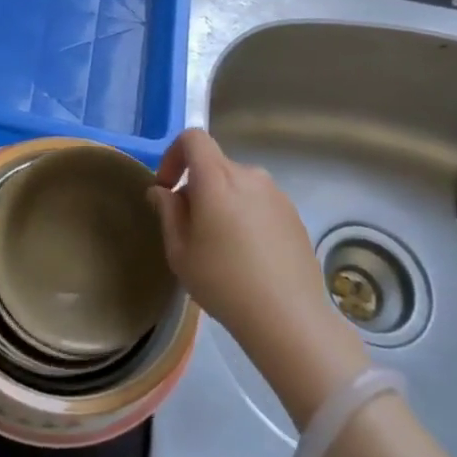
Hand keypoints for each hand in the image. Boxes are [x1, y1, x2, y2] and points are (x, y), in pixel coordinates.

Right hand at [148, 129, 369, 412]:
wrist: (289, 317)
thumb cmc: (224, 283)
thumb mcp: (180, 252)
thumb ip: (168, 212)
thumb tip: (162, 191)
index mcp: (217, 179)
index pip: (193, 138)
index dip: (174, 155)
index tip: (167, 187)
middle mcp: (249, 175)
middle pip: (215, 164)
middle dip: (197, 186)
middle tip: (190, 227)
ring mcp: (276, 194)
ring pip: (238, 184)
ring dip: (223, 201)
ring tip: (221, 245)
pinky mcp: (293, 214)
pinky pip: (259, 202)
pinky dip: (246, 215)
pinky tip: (249, 255)